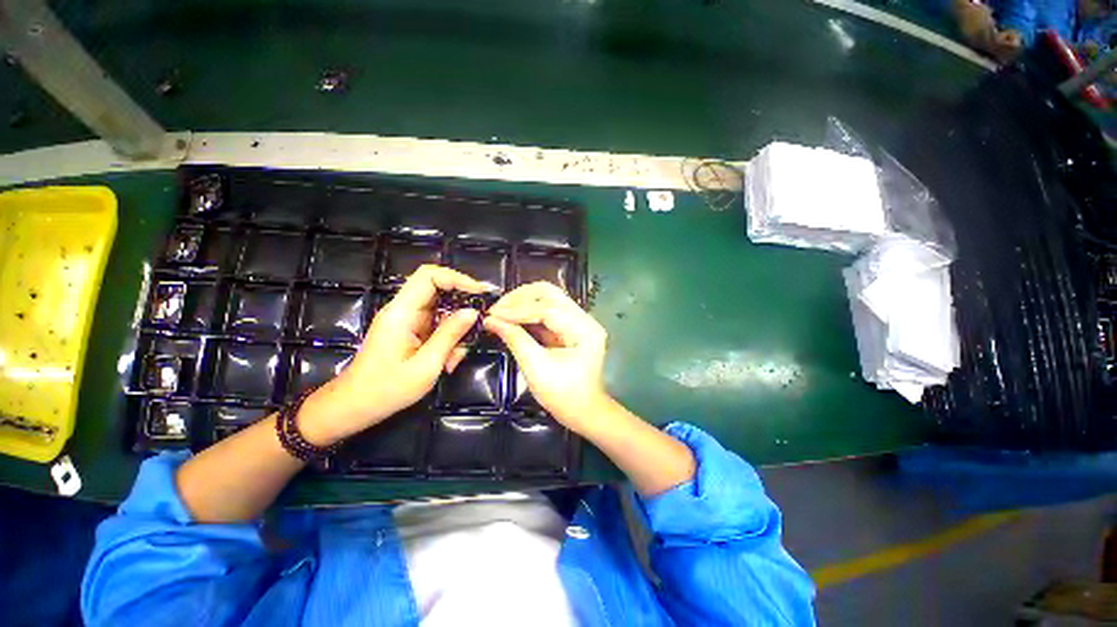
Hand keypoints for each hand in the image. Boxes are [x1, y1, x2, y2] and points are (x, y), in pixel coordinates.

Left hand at [300, 265, 490, 444]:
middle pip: (439, 289)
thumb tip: (473, 311)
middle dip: (462, 305)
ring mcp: (407, 320)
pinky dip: (449, 338)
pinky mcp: (411, 330)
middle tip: (480, 323)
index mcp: (401, 312)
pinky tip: (449, 360)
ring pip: (442, 308)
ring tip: (456, 357)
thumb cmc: (387, 389)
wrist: (354, 407)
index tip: (480, 294)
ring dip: (457, 328)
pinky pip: (437, 323)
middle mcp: (403, 309)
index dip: (457, 278)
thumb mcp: (426, 365)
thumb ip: (450, 335)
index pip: (429, 276)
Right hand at [483, 282, 609, 435]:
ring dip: (522, 302)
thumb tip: (491, 320)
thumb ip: (515, 340)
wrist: (584, 412)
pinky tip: (511, 317)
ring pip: (548, 298)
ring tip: (500, 311)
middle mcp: (585, 319)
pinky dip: (528, 312)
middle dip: (520, 298)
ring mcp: (579, 321)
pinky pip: (547, 311)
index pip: (547, 309)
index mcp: (584, 330)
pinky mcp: (570, 327)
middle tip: (496, 309)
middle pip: (550, 293)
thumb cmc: (563, 396)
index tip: (492, 314)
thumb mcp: (536, 369)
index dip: (517, 310)